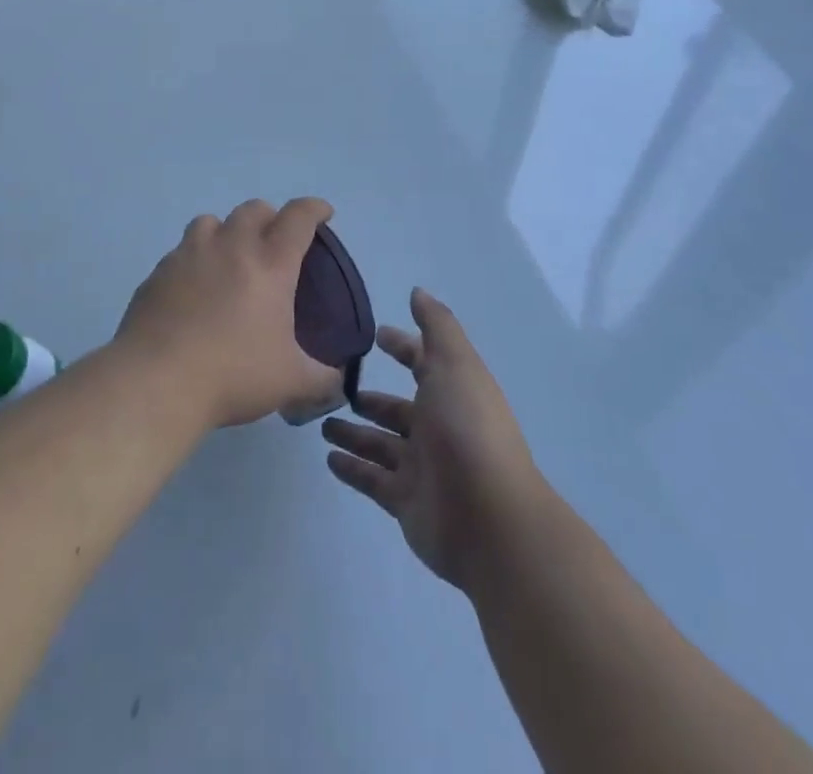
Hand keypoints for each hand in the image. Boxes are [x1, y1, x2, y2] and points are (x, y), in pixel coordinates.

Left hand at [115, 198, 342, 428]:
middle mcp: (231, 247)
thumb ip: (321, 377)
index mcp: (271, 264)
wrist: (157, 382)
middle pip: (254, 209)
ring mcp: (190, 255)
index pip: (299, 218)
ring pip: (210, 221)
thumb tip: (338, 381)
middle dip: (270, 217)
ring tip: (228, 257)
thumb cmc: (233, 374)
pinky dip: (193, 260)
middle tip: (273, 241)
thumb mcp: (290, 382)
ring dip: (226, 230)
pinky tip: (193, 289)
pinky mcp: (159, 273)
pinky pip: (180, 252)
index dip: (314, 208)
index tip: (322, 212)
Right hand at [322, 289, 544, 590]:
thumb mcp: (455, 364)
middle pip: (398, 409)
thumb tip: (417, 292)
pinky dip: (352, 469)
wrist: (491, 519)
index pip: (423, 363)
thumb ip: (436, 327)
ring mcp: (422, 467)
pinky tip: (328, 458)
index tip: (375, 336)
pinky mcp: (406, 502)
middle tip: (335, 387)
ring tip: (322, 423)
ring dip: (354, 433)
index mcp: (452, 391)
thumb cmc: (468, 428)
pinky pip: (372, 480)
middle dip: (371, 398)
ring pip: (381, 444)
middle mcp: (438, 427)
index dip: (403, 347)